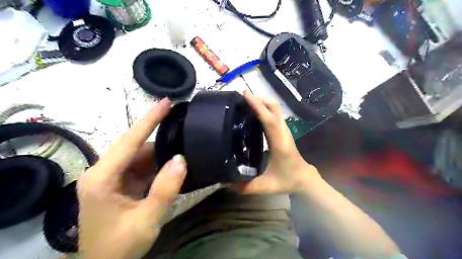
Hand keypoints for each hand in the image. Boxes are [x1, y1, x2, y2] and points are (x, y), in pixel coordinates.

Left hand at [76, 99, 185, 258]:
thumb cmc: (120, 247)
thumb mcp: (146, 220)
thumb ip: (165, 189)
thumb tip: (182, 159)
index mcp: (102, 178)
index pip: (129, 141)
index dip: (149, 120)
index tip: (165, 102)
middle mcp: (103, 172)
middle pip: (134, 145)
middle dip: (156, 131)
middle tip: (180, 121)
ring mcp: (111, 177)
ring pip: (139, 155)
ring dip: (161, 152)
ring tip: (182, 143)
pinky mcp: (120, 183)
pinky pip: (141, 166)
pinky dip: (157, 163)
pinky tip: (172, 163)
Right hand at [233, 91, 319, 193]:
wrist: (304, 178)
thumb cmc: (287, 180)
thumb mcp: (265, 186)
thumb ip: (245, 186)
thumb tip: (224, 182)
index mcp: (279, 144)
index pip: (269, 120)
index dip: (258, 106)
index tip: (245, 95)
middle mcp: (283, 132)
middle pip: (274, 108)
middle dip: (258, 99)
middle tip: (241, 97)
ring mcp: (284, 130)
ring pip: (275, 109)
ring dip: (261, 102)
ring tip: (245, 101)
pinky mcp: (282, 131)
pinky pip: (273, 114)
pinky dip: (264, 108)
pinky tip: (253, 112)